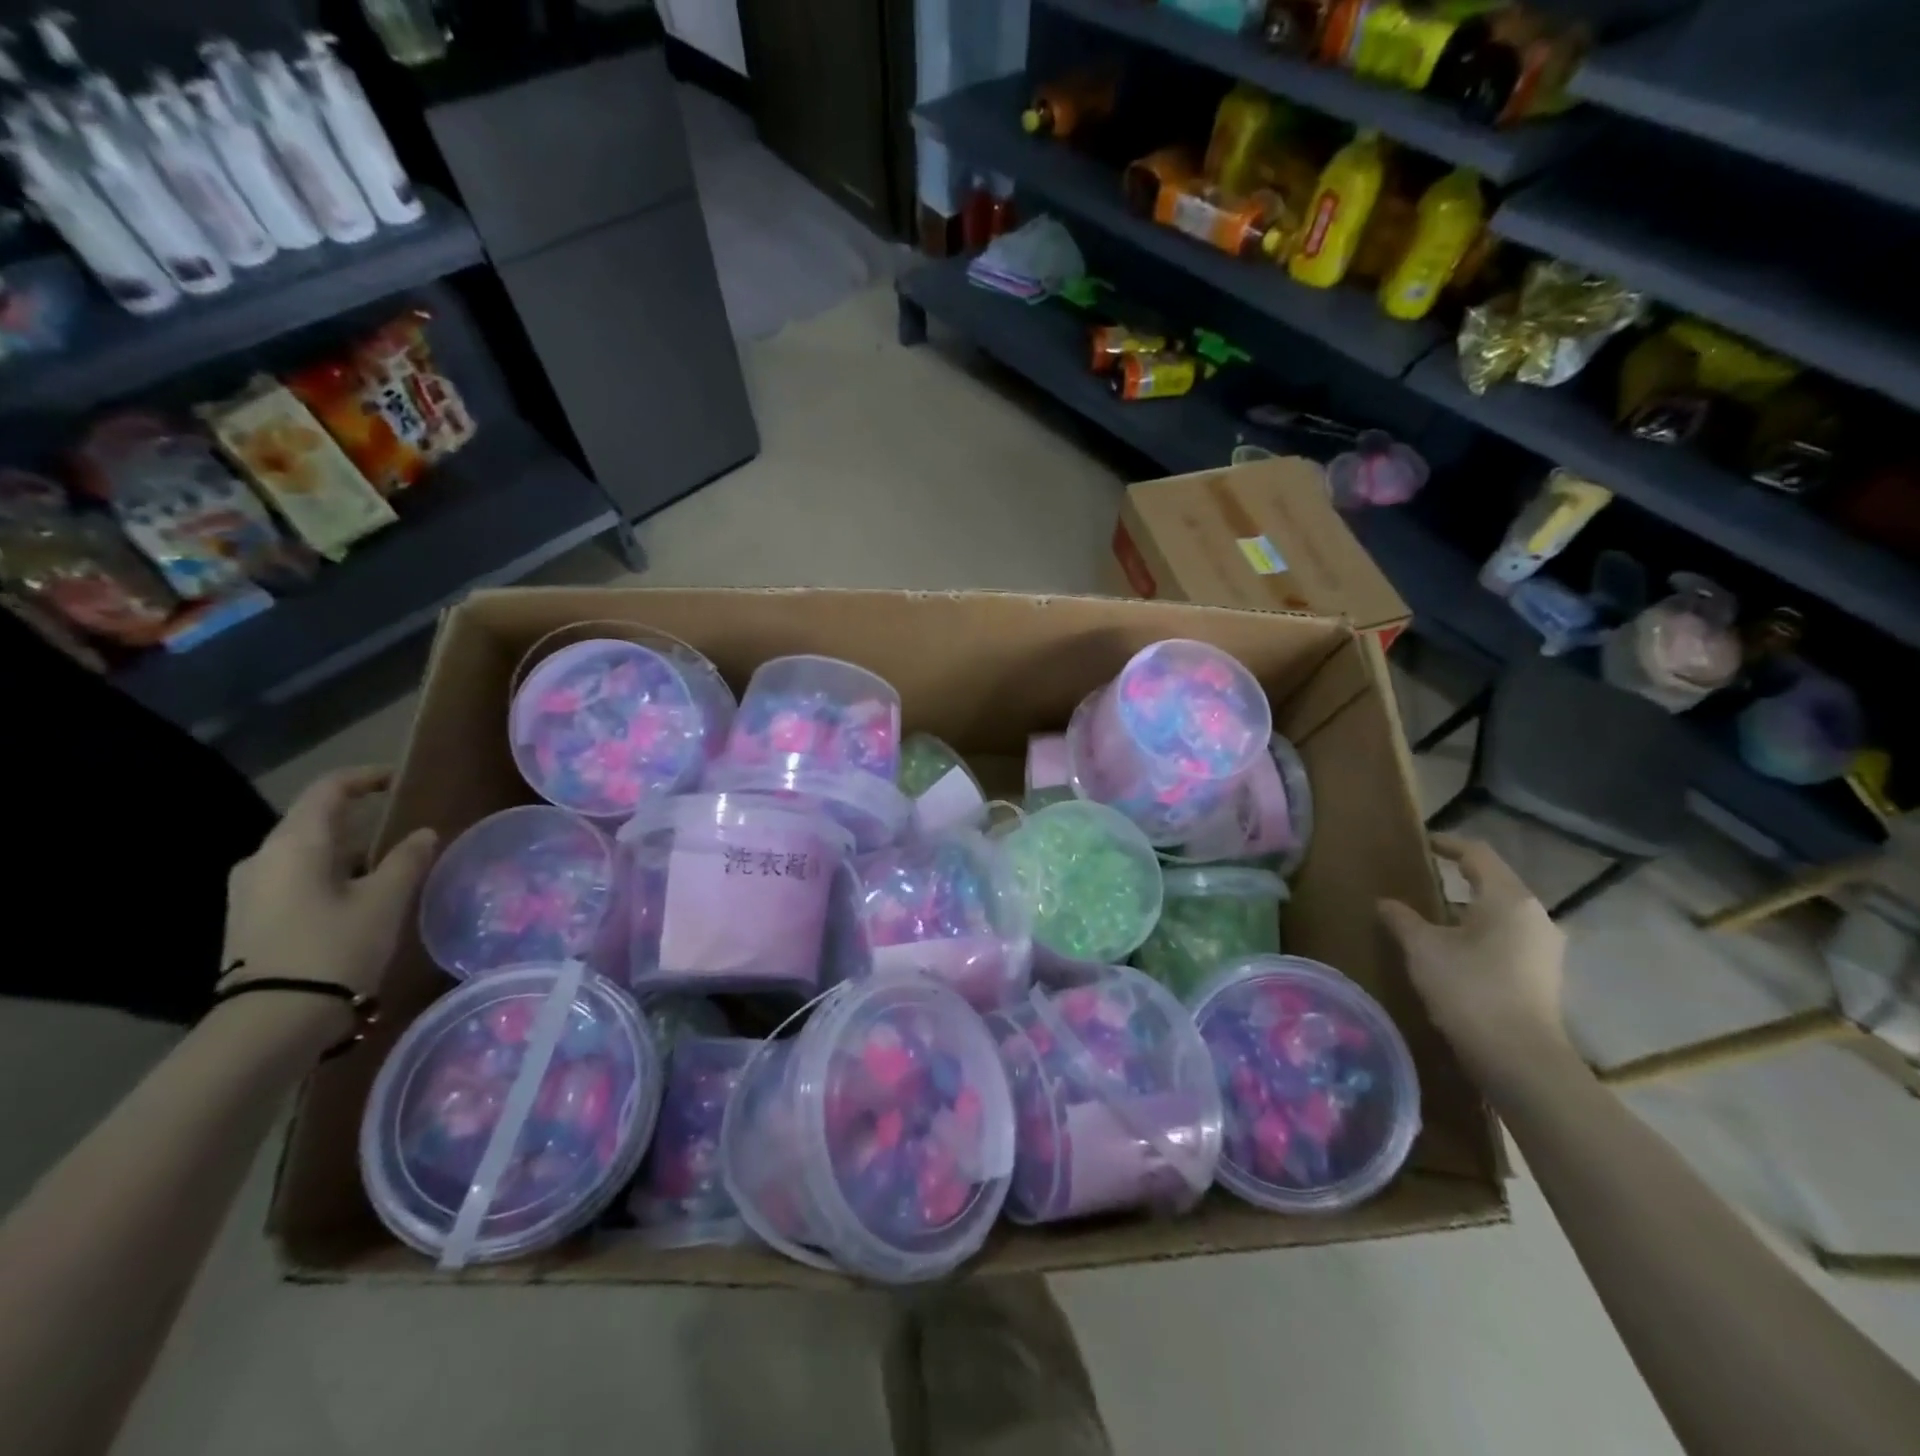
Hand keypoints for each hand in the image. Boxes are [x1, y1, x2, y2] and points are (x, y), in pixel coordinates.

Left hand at [221, 767, 438, 1002]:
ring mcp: (251, 891)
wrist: (271, 1023)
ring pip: (308, 854)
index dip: (367, 778)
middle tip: (404, 829)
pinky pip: (297, 879)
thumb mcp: (385, 901)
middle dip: (361, 819)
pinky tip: (361, 898)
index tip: (401, 780)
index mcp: (294, 844)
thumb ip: (407, 860)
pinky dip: (332, 876)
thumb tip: (423, 833)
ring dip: (349, 852)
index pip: (329, 789)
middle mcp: (263, 859)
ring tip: (391, 867)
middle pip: (315, 821)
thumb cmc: (334, 948)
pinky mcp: (251, 919)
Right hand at [1377, 834, 1572, 1090]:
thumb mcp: (1422, 948)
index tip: (1423, 843)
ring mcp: (1545, 946)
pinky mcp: (1543, 973)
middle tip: (1422, 877)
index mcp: (1509, 898)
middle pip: (1494, 881)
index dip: (1448, 844)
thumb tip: (1385, 902)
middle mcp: (1535, 915)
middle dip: (1459, 876)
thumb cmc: (1469, 989)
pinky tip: (1455, 946)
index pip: (1478, 854)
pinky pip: (1508, 936)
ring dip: (1469, 907)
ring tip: (1432, 913)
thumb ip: (1402, 918)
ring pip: (1502, 911)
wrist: (1519, 1059)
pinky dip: (1481, 930)